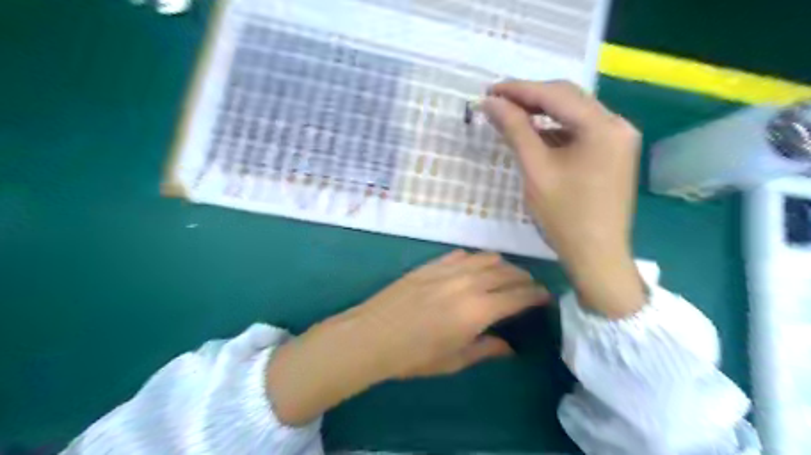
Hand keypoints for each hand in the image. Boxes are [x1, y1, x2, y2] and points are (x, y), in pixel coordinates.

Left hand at [264, 250, 543, 424]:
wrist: (371, 335)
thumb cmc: (413, 356)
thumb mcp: (454, 360)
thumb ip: (486, 349)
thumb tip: (508, 347)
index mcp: (478, 310)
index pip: (518, 296)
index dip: (536, 295)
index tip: (545, 296)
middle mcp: (468, 283)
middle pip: (507, 272)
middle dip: (523, 278)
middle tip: (529, 287)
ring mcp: (448, 269)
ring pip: (486, 258)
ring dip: (502, 266)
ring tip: (505, 276)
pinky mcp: (431, 264)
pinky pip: (462, 255)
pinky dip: (475, 260)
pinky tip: (473, 268)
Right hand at [480, 80, 647, 316]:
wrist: (597, 256)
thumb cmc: (565, 216)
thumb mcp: (536, 169)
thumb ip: (515, 130)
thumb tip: (491, 103)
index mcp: (603, 126)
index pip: (556, 94)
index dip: (519, 89)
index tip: (489, 89)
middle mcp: (617, 125)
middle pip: (568, 100)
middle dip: (531, 98)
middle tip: (497, 100)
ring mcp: (618, 140)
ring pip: (574, 115)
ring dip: (542, 113)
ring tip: (510, 114)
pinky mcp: (613, 155)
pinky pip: (580, 133)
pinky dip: (556, 131)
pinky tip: (534, 135)